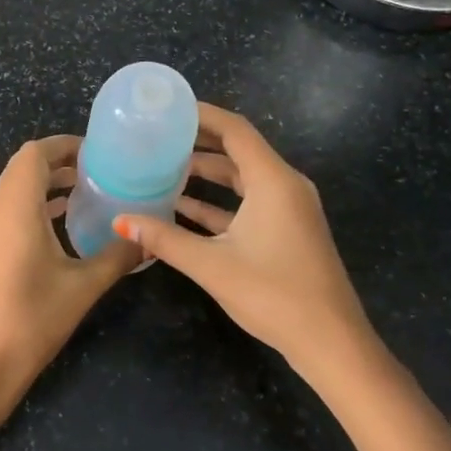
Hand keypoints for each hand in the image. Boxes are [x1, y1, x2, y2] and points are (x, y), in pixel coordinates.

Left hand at [0, 135, 140, 398]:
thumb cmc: (32, 320)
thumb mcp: (83, 287)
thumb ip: (118, 256)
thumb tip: (148, 236)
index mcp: (15, 209)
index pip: (33, 154)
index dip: (63, 145)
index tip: (96, 151)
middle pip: (21, 169)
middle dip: (57, 163)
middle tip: (97, 170)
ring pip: (13, 192)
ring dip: (45, 186)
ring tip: (84, 193)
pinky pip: (8, 214)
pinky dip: (33, 207)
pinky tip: (60, 227)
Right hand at [113, 104, 374, 382]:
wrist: (330, 341)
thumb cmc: (273, 294)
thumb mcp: (212, 264)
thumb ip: (164, 239)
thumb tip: (120, 221)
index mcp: (273, 181)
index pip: (235, 131)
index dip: (202, 115)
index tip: (168, 109)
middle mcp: (285, 186)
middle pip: (238, 151)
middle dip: (199, 142)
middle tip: (157, 137)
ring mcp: (289, 210)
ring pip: (242, 179)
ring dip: (207, 174)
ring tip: (163, 168)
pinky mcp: (287, 231)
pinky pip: (249, 203)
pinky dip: (220, 202)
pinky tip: (184, 208)